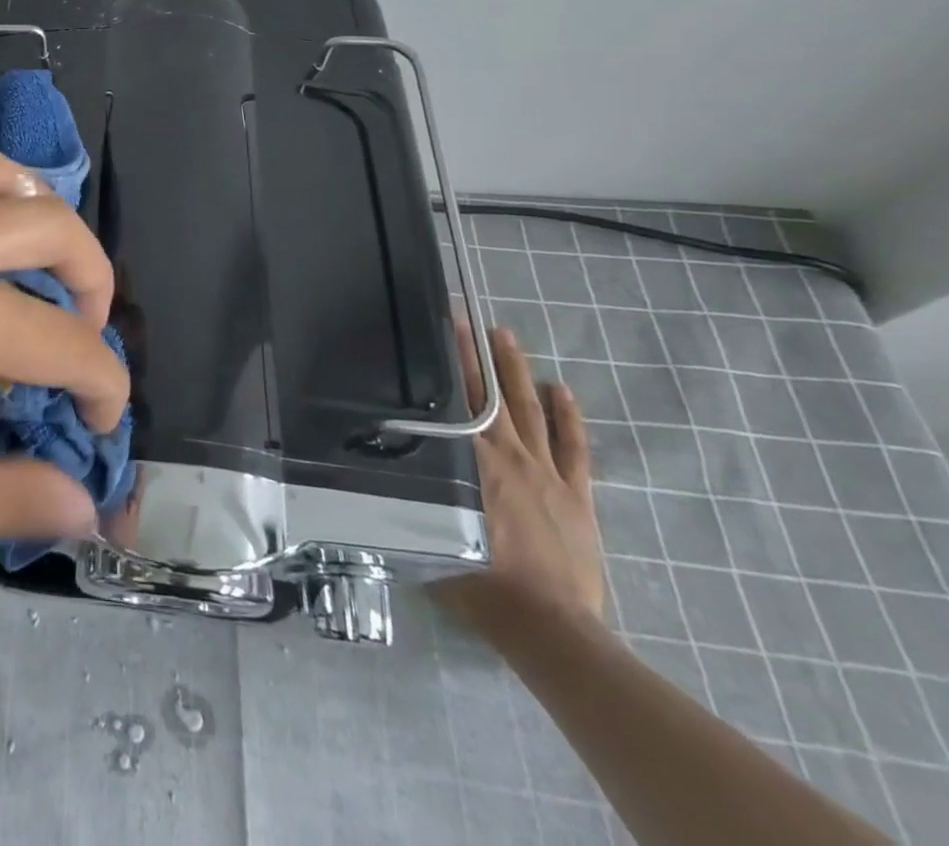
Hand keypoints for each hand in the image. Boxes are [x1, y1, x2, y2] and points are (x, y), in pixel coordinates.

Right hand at [432, 324, 603, 629]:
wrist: (550, 627)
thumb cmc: (480, 582)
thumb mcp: (427, 533)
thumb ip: (408, 496)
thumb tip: (372, 468)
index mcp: (471, 463)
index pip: (454, 402)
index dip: (448, 364)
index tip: (439, 330)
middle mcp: (507, 455)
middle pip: (489, 395)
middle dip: (475, 355)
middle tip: (466, 320)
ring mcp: (546, 473)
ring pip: (529, 409)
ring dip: (516, 371)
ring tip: (506, 337)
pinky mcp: (576, 495)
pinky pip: (573, 448)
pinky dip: (568, 417)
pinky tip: (562, 390)